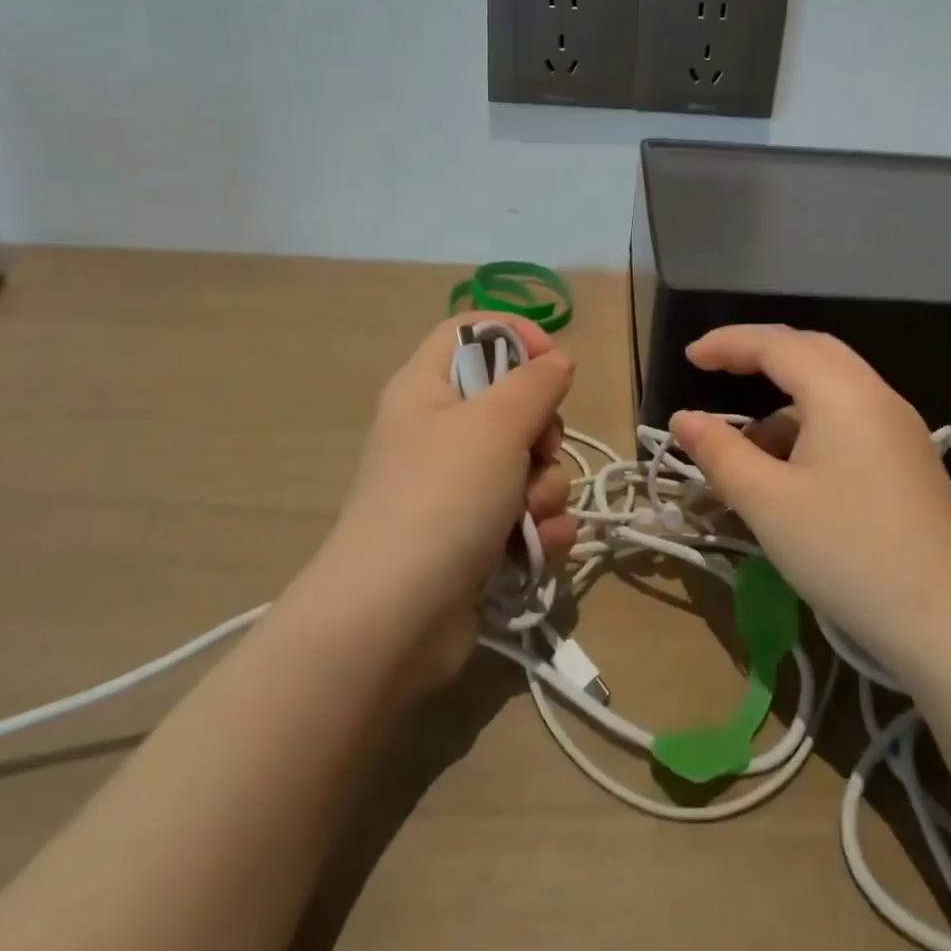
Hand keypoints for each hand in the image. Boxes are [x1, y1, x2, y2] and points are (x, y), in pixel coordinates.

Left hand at [307, 314, 577, 694]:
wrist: (393, 621)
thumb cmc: (442, 498)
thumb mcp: (496, 424)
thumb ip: (535, 383)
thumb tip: (557, 360)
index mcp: (426, 388)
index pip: (471, 330)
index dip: (516, 335)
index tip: (554, 362)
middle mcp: (438, 431)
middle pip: (511, 402)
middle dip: (543, 431)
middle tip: (537, 452)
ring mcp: (455, 488)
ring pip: (527, 463)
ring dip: (546, 487)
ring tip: (530, 515)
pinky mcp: (473, 536)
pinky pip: (525, 513)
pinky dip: (539, 527)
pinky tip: (539, 547)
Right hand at [668, 325, 950, 686]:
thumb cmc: (848, 553)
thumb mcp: (768, 503)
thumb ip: (720, 452)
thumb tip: (683, 418)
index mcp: (841, 392)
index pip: (776, 344)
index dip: (728, 343)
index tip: (688, 356)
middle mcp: (876, 395)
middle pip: (810, 351)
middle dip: (759, 355)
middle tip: (716, 370)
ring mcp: (900, 428)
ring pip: (833, 386)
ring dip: (784, 398)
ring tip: (746, 443)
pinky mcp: (910, 460)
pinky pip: (851, 417)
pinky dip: (810, 424)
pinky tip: (792, 469)